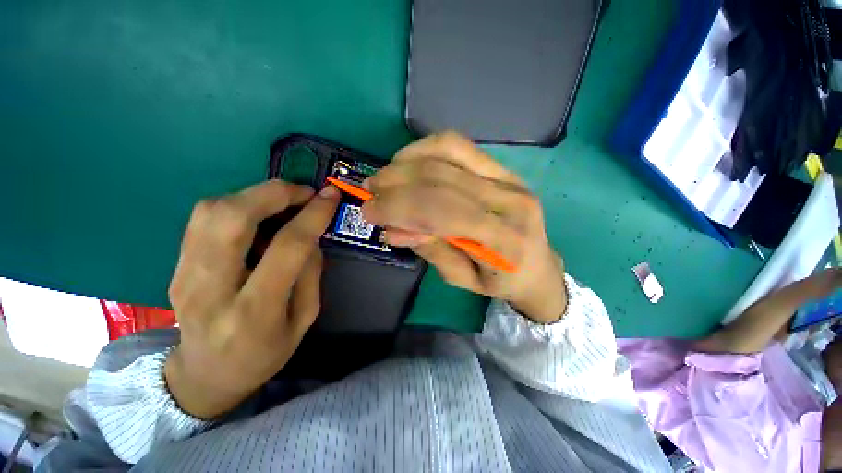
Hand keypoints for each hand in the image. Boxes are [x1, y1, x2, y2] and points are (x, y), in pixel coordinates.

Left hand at [165, 181, 339, 418]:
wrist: (205, 374)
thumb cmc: (265, 352)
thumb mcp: (304, 319)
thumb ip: (310, 273)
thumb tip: (312, 233)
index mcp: (254, 312)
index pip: (286, 248)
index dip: (312, 215)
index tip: (330, 195)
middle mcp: (211, 289)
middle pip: (233, 219)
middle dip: (274, 193)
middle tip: (304, 192)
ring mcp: (184, 275)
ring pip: (211, 211)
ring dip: (254, 195)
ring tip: (283, 200)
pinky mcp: (175, 266)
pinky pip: (203, 219)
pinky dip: (236, 205)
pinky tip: (258, 214)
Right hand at [362, 132, 565, 323]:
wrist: (538, 264)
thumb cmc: (500, 281)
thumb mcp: (461, 279)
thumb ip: (430, 249)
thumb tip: (393, 228)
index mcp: (505, 242)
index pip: (444, 212)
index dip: (400, 207)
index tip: (369, 211)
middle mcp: (510, 201)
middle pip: (441, 179)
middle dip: (396, 185)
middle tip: (370, 193)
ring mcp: (510, 177)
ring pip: (448, 153)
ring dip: (406, 163)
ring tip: (385, 178)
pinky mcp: (503, 167)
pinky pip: (458, 146)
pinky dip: (424, 149)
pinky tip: (406, 162)